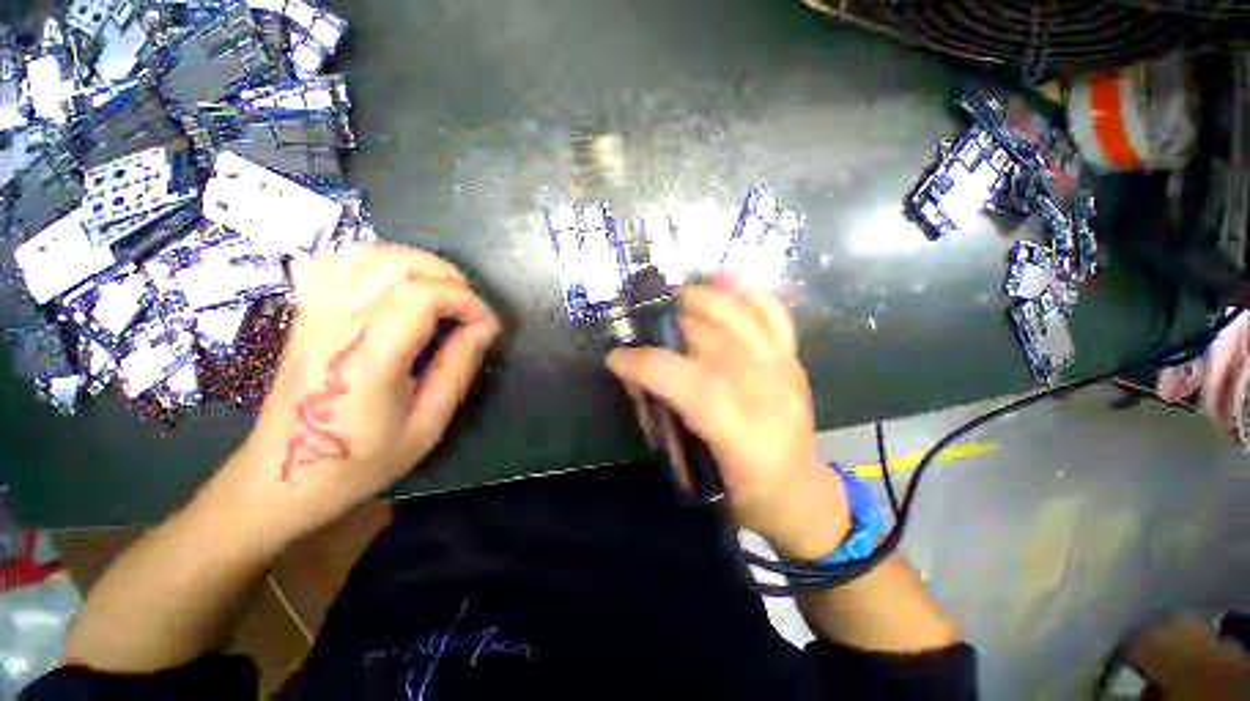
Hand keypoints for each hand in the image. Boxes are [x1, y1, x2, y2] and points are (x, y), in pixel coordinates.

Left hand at [220, 244, 499, 549]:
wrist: (285, 477)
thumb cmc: (362, 459)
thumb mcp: (428, 424)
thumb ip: (458, 368)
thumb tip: (484, 328)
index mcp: (370, 356)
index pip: (424, 295)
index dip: (467, 302)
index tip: (487, 326)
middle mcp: (338, 323)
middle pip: (398, 264)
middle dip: (449, 277)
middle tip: (469, 307)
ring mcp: (315, 313)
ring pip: (368, 254)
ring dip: (416, 263)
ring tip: (441, 291)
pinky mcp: (306, 313)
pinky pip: (337, 262)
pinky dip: (376, 260)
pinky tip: (396, 282)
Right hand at [606, 276, 850, 558]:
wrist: (801, 493)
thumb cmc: (746, 494)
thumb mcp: (700, 475)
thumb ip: (670, 424)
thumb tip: (641, 381)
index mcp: (742, 434)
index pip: (691, 385)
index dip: (649, 366)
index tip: (616, 358)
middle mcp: (768, 395)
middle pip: (720, 341)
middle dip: (679, 323)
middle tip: (649, 319)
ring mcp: (786, 372)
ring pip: (746, 321)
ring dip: (710, 300)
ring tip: (682, 293)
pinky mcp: (795, 362)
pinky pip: (775, 317)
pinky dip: (750, 294)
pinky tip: (726, 277)